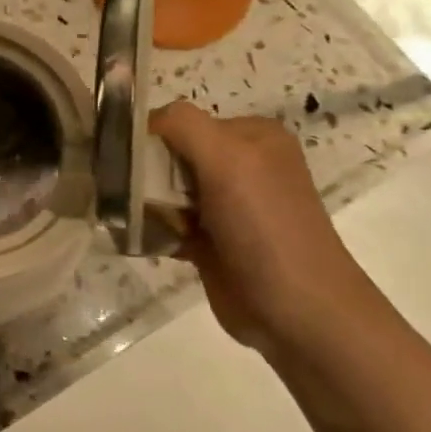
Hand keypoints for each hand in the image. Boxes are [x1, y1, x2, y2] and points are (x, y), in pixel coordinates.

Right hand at [150, 101, 376, 348]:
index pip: (182, 121)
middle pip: (169, 155)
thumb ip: (183, 125)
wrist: (296, 310)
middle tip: (136, 198)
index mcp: (251, 136)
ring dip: (143, 204)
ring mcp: (225, 206)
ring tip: (133, 220)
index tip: (135, 166)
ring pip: (163, 191)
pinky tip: (138, 238)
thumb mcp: (228, 158)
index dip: (153, 139)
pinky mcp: (210, 241)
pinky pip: (166, 223)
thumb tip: (141, 121)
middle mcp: (241, 165)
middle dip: (145, 174)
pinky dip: (149, 229)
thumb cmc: (264, 226)